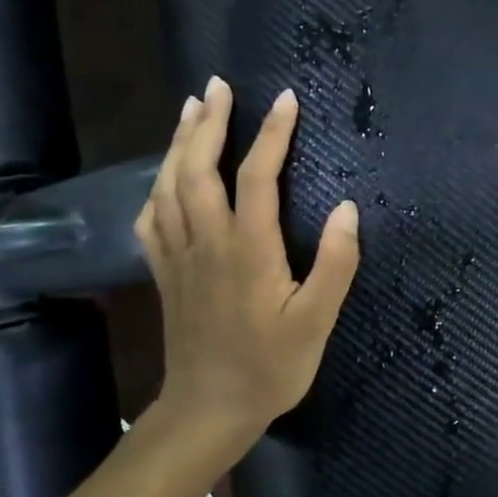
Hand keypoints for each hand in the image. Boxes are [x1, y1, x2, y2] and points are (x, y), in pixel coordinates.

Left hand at [134, 77, 359, 464]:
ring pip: (167, 186)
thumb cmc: (269, 368)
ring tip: (189, 109)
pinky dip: (156, 187)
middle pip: (197, 168)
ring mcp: (178, 257)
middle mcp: (206, 242)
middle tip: (218, 85)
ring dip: (178, 143)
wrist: (207, 411)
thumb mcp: (316, 322)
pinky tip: (164, 177)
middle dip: (208, 122)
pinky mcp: (164, 274)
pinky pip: (151, 218)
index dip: (272, 134)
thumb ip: (334, 264)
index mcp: (247, 249)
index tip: (287, 99)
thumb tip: (347, 208)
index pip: (256, 176)